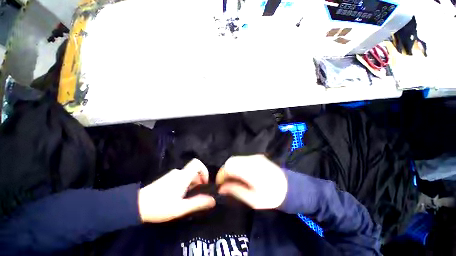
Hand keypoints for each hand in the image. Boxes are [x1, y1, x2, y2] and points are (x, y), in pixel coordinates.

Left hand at [138, 159, 215, 222]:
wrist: (136, 206)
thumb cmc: (160, 207)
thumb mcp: (181, 208)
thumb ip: (198, 203)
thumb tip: (213, 200)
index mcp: (183, 176)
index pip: (197, 163)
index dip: (204, 170)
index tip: (204, 183)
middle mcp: (178, 172)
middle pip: (194, 171)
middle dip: (199, 181)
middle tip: (196, 195)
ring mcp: (172, 175)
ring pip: (188, 175)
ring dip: (192, 184)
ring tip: (188, 198)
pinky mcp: (167, 179)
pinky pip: (181, 178)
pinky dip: (185, 184)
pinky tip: (179, 196)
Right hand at [216, 155, 287, 209]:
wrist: (291, 188)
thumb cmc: (272, 197)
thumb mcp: (253, 200)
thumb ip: (236, 191)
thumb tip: (221, 188)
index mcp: (250, 170)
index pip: (229, 166)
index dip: (221, 174)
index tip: (220, 185)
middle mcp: (251, 159)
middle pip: (231, 160)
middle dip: (225, 171)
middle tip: (225, 183)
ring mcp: (255, 156)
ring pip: (236, 158)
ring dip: (231, 167)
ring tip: (233, 179)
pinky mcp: (258, 156)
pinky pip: (242, 159)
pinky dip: (237, 165)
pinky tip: (241, 174)